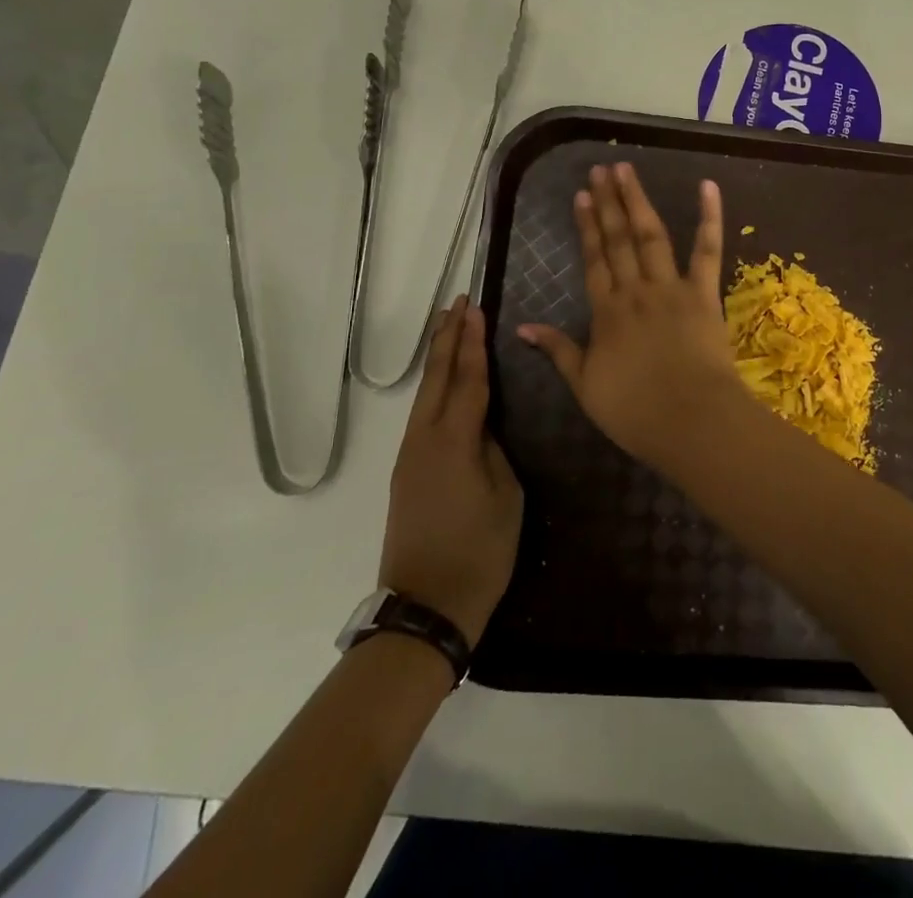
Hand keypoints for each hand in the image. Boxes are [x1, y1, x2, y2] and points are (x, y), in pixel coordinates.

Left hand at [379, 296, 523, 646]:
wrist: (426, 609)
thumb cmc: (479, 553)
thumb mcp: (506, 497)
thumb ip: (495, 452)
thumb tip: (483, 429)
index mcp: (454, 442)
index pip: (467, 380)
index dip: (473, 343)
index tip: (476, 309)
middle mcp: (424, 440)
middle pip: (436, 378)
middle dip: (447, 338)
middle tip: (457, 303)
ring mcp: (409, 457)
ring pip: (424, 394)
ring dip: (437, 358)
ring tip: (447, 328)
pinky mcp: (405, 473)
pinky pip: (421, 415)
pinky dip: (433, 386)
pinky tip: (442, 382)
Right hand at [517, 162, 743, 461]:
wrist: (691, 421)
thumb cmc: (636, 412)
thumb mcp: (585, 387)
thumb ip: (558, 351)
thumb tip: (522, 327)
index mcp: (607, 313)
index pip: (593, 260)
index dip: (587, 227)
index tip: (582, 196)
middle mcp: (636, 291)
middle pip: (618, 240)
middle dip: (609, 203)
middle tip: (601, 169)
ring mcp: (671, 288)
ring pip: (651, 236)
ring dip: (638, 201)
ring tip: (627, 170)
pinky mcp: (705, 294)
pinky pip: (707, 251)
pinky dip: (710, 217)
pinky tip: (707, 186)